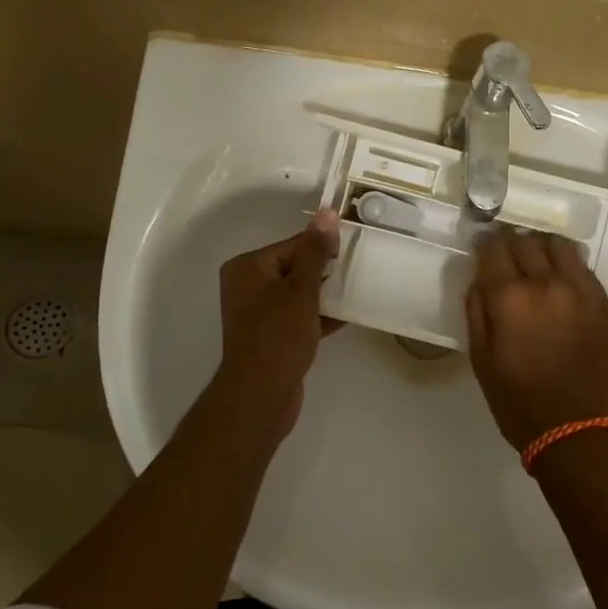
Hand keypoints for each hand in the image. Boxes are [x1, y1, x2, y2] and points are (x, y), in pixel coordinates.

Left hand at [212, 210, 340, 441]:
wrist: (261, 394)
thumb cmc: (278, 335)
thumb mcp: (301, 289)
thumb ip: (315, 252)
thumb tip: (326, 213)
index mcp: (248, 267)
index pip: (292, 245)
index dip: (323, 247)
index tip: (353, 248)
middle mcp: (248, 286)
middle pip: (295, 267)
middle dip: (326, 270)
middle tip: (359, 268)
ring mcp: (259, 313)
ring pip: (299, 293)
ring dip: (326, 293)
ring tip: (358, 289)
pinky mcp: (272, 336)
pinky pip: (299, 316)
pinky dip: (320, 315)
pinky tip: (348, 315)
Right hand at [465, 229, 607, 453]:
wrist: (579, 431)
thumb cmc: (519, 403)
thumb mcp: (481, 360)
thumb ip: (476, 311)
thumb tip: (479, 279)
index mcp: (510, 298)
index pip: (493, 248)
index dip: (484, 244)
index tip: (481, 247)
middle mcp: (546, 283)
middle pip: (524, 241)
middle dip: (510, 243)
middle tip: (504, 255)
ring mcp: (580, 290)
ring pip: (558, 245)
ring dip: (541, 247)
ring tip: (535, 260)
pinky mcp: (603, 302)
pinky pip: (583, 266)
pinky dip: (567, 263)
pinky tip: (560, 278)